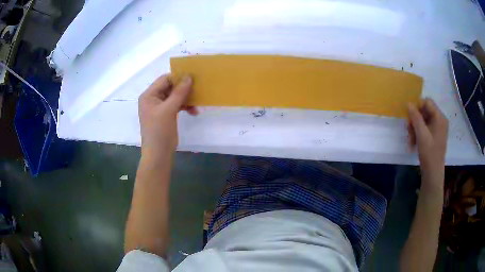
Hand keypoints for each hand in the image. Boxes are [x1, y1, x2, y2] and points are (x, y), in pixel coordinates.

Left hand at [138, 74, 197, 157]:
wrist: (158, 154)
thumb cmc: (159, 131)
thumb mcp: (169, 110)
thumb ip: (179, 92)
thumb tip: (189, 76)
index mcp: (148, 95)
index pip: (164, 80)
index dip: (178, 77)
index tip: (193, 78)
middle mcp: (152, 99)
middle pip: (170, 87)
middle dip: (184, 90)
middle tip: (197, 91)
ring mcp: (159, 107)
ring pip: (175, 97)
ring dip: (186, 99)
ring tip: (196, 106)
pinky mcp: (165, 115)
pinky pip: (176, 105)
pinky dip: (184, 107)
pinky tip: (194, 111)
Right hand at [407, 98, 447, 190]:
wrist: (433, 173)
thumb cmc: (429, 153)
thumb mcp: (421, 134)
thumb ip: (415, 117)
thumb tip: (409, 103)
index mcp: (440, 117)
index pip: (427, 102)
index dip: (417, 106)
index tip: (410, 117)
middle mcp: (440, 120)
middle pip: (425, 111)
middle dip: (415, 120)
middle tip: (409, 131)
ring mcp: (438, 128)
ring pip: (424, 120)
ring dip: (415, 128)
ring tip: (411, 140)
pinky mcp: (436, 135)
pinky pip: (426, 128)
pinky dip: (419, 133)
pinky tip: (414, 142)